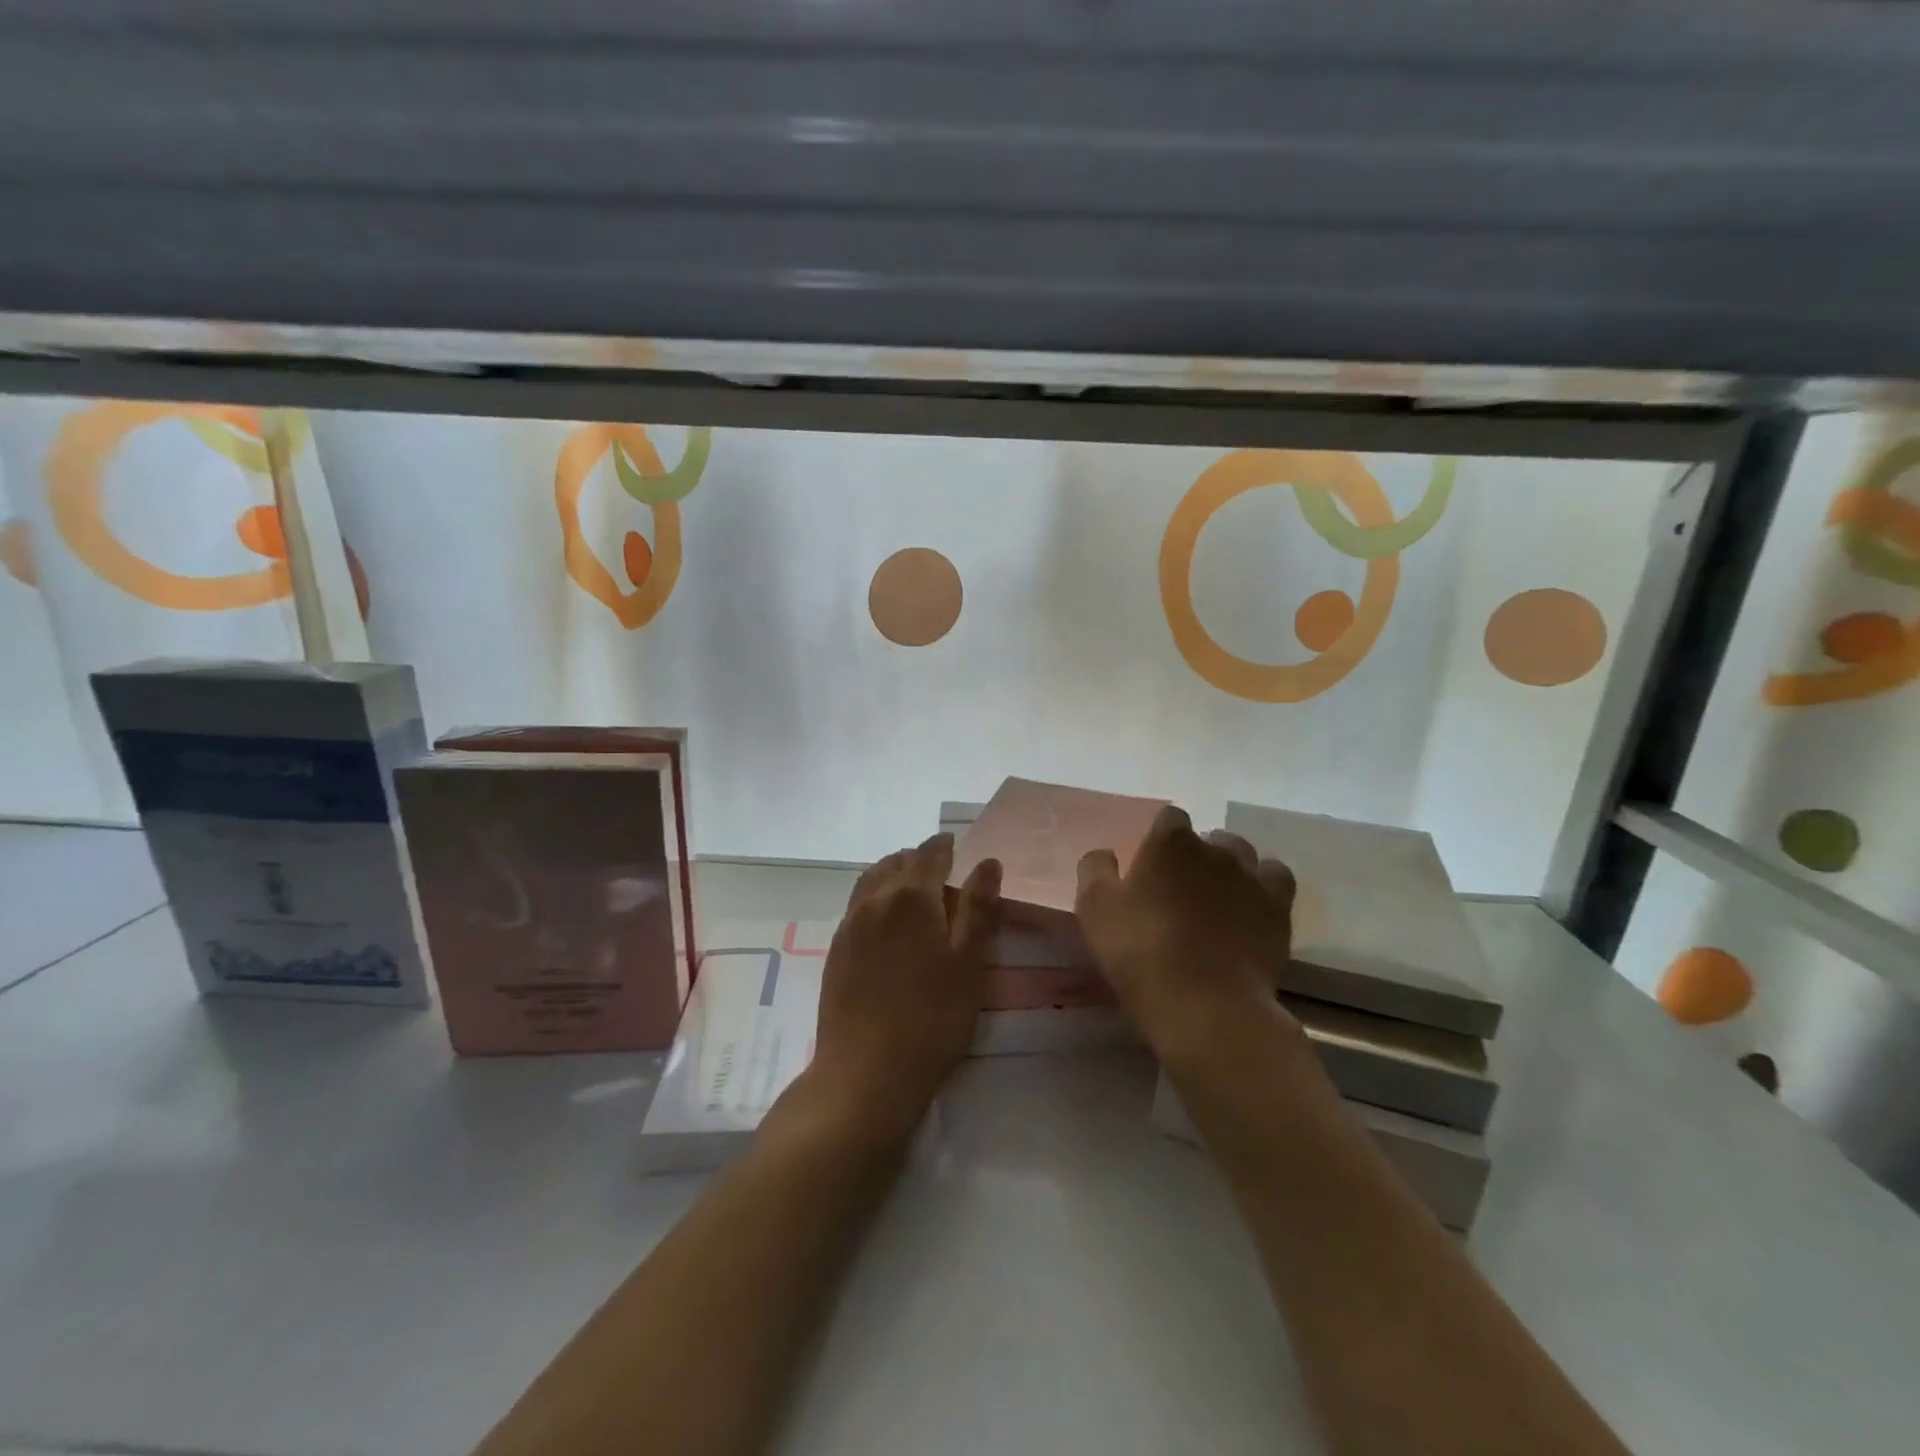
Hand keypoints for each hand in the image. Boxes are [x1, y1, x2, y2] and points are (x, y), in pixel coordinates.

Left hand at [806, 833, 1000, 1144]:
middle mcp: (874, 901)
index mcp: (910, 897)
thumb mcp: (968, 964)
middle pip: (896, 863)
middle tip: (942, 871)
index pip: (928, 854)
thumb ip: (978, 908)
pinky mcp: (835, 951)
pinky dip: (876, 898)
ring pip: (871, 882)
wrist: (865, 1075)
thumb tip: (987, 862)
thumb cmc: (931, 1019)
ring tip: (914, 891)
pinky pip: (857, 906)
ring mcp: (849, 926)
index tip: (957, 846)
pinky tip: (889, 925)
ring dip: (893, 875)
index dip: (944, 846)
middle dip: (919, 859)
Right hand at [1074, 806, 1297, 1063]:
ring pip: (1244, 854)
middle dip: (1196, 854)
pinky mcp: (1278, 909)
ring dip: (1230, 866)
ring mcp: (1251, 877)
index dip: (1160, 837)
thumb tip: (1104, 854)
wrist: (1205, 1004)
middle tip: (1180, 887)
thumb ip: (1095, 871)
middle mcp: (1215, 849)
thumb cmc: (1141, 951)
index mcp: (1170, 842)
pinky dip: (1263, 885)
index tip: (1150, 863)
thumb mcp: (1095, 910)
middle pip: (1208, 837)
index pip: (1169, 818)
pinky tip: (1251, 904)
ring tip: (1217, 895)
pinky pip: (1276, 878)